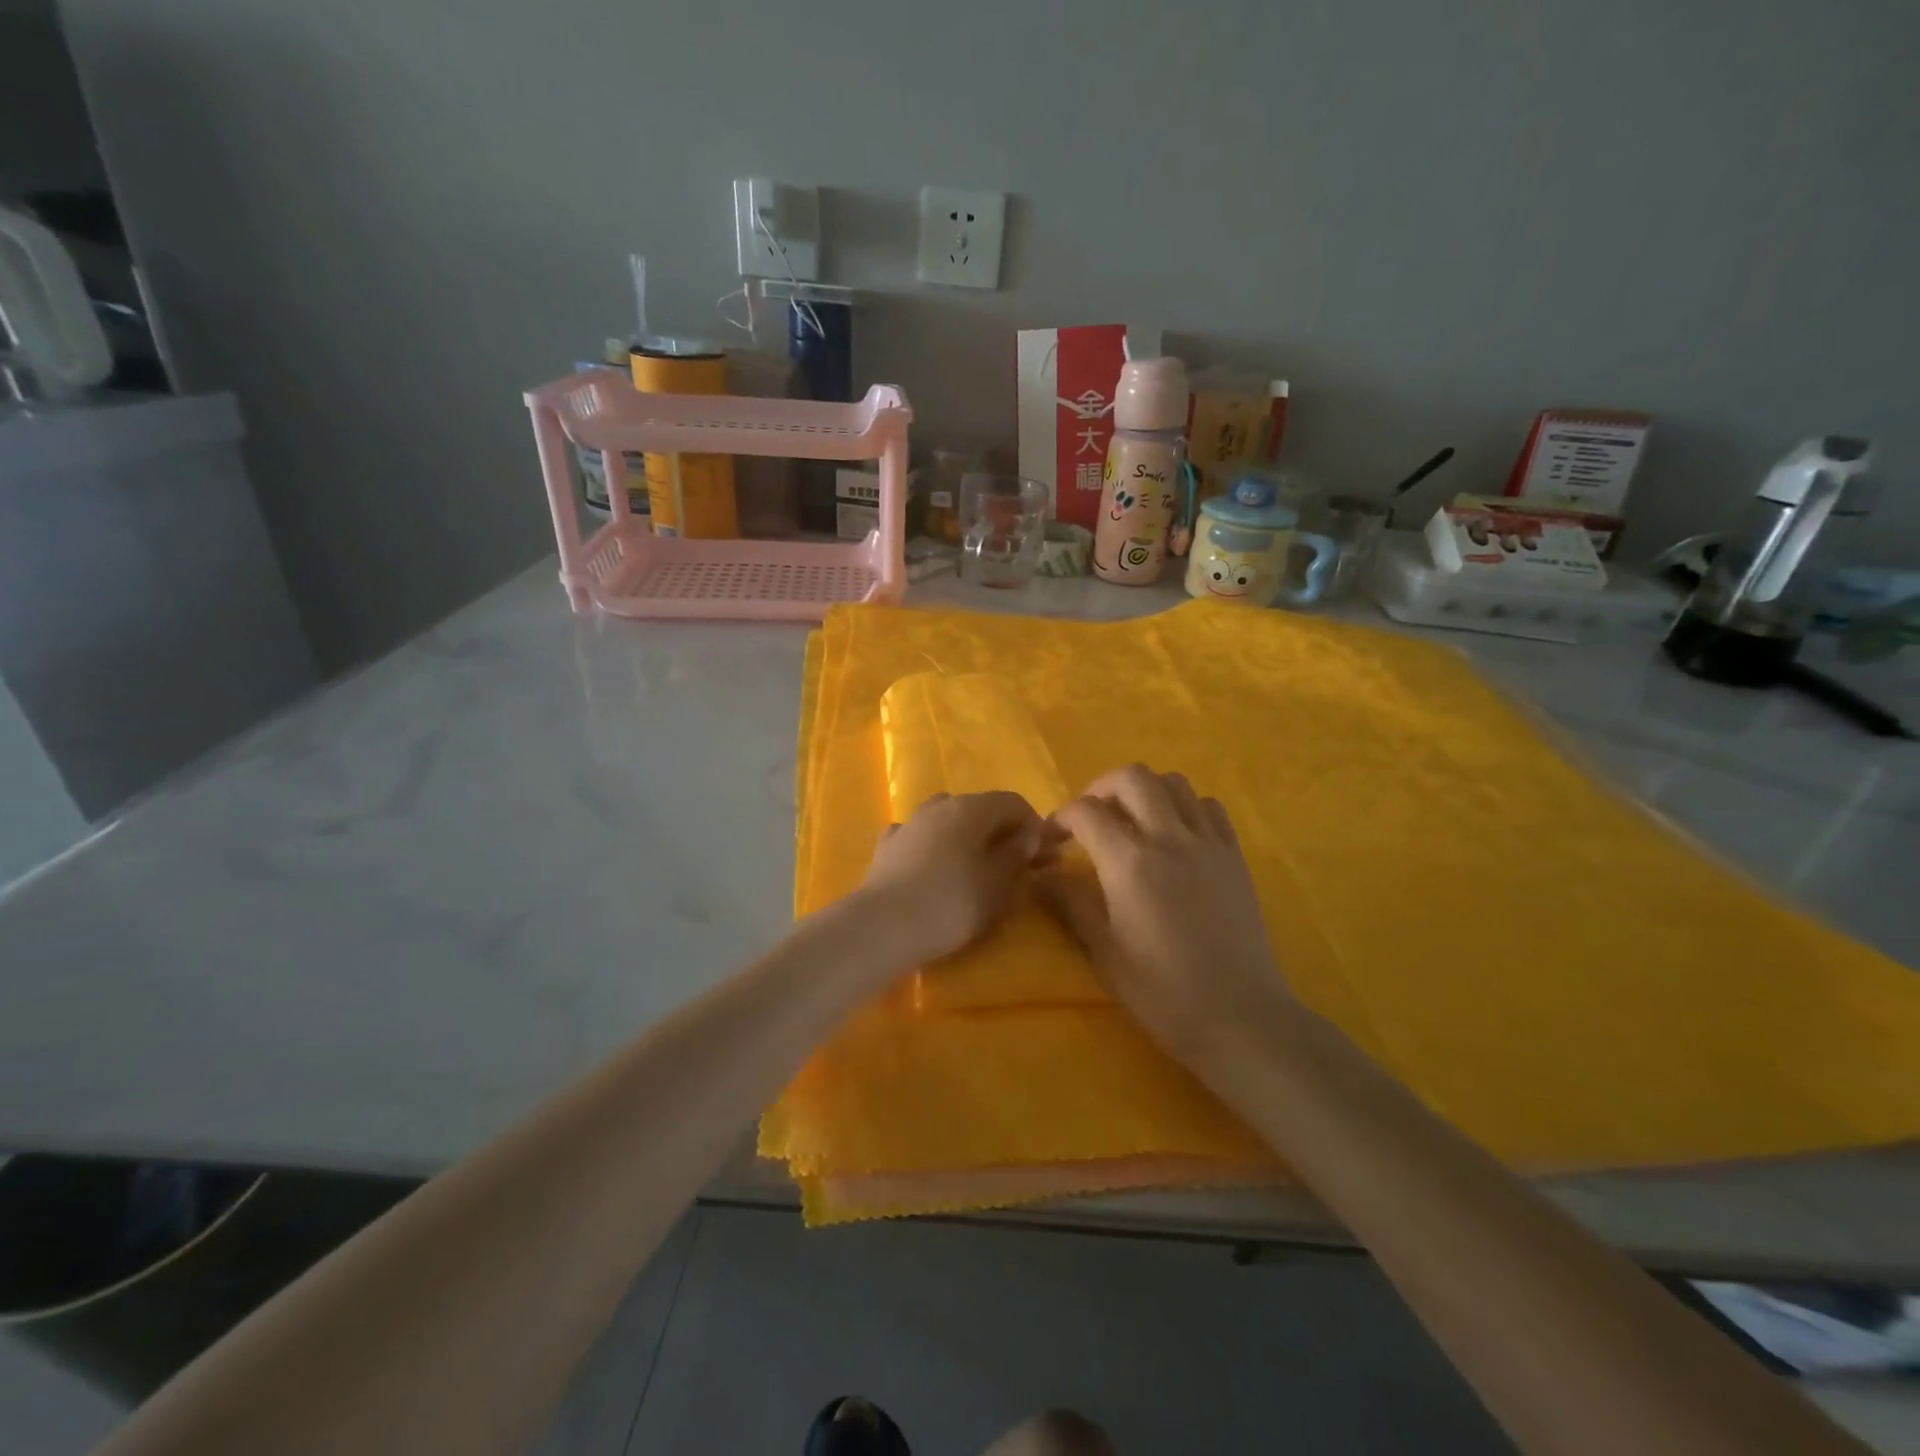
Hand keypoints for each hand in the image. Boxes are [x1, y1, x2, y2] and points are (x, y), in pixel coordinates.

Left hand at [860, 791, 1051, 964]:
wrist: (883, 927)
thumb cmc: (952, 903)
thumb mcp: (998, 884)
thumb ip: (1017, 855)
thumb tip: (1029, 835)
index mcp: (971, 808)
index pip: (1013, 802)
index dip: (1034, 826)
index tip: (1044, 857)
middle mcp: (939, 805)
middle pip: (979, 809)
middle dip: (1001, 833)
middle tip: (1015, 866)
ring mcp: (909, 823)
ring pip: (946, 820)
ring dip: (965, 837)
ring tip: (974, 868)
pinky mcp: (886, 847)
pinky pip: (919, 838)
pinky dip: (933, 848)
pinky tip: (933, 868)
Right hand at [1040, 765, 1290, 1060]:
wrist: (1240, 1017)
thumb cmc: (1163, 991)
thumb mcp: (1103, 952)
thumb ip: (1070, 903)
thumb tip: (1040, 874)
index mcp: (1130, 863)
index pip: (1086, 812)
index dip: (1061, 817)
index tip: (1052, 838)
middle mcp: (1170, 838)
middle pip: (1132, 778)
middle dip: (1101, 788)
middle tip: (1090, 818)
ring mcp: (1208, 843)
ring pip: (1174, 783)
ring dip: (1145, 791)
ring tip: (1131, 820)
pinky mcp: (1234, 855)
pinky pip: (1209, 807)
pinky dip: (1185, 806)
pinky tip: (1175, 834)